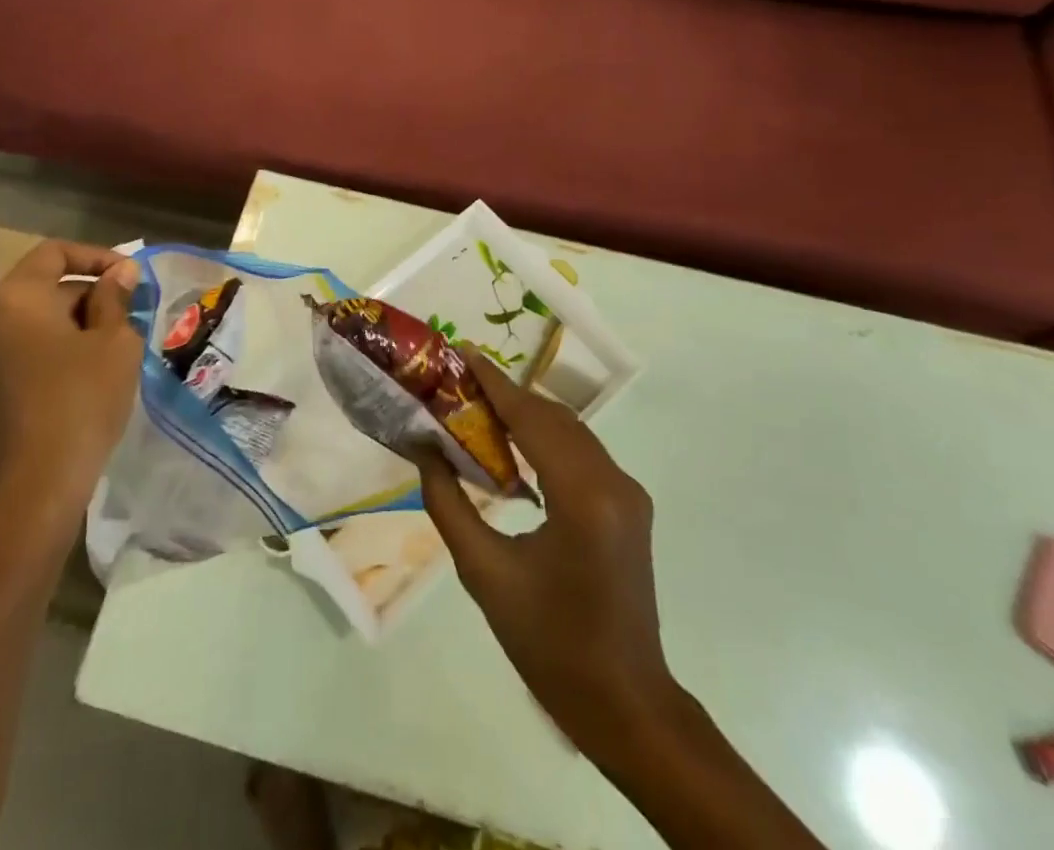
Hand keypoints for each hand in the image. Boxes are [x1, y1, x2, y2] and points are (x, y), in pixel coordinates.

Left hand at [0, 240, 141, 510]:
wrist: (38, 484)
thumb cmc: (82, 397)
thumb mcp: (115, 341)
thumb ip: (115, 298)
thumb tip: (120, 271)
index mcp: (17, 298)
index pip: (55, 253)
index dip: (98, 257)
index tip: (131, 276)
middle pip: (44, 288)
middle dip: (90, 295)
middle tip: (131, 315)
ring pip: (36, 324)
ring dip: (76, 325)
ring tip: (116, 346)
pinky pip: (25, 354)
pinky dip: (56, 351)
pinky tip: (88, 376)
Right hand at [415, 348, 682, 762]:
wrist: (625, 703)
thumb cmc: (548, 644)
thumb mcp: (484, 574)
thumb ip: (449, 503)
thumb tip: (423, 450)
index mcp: (582, 497)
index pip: (530, 418)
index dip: (494, 381)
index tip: (461, 351)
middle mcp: (614, 482)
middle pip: (552, 417)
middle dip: (506, 394)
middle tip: (459, 380)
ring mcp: (628, 492)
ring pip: (571, 431)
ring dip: (526, 414)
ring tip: (478, 404)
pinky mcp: (630, 505)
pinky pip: (582, 453)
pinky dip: (546, 438)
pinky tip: (514, 443)